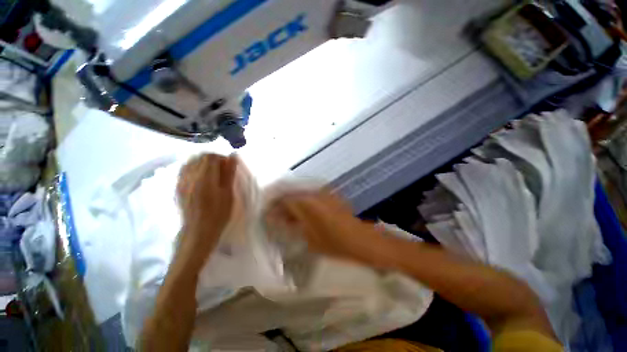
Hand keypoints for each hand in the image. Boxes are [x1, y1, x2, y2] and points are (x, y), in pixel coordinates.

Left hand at [175, 154, 237, 268]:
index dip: (221, 158)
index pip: (210, 156)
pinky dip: (194, 168)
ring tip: (212, 173)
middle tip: (222, 170)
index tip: (229, 166)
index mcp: (204, 178)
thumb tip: (233, 156)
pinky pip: (185, 169)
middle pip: (200, 157)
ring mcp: (181, 181)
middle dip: (213, 159)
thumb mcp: (228, 193)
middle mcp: (190, 176)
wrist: (198, 232)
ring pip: (191, 162)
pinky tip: (201, 178)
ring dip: (203, 163)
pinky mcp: (178, 187)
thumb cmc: (218, 214)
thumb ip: (229, 173)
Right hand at [266, 190, 388, 262]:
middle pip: (291, 193)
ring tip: (287, 216)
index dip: (273, 206)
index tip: (267, 214)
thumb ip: (291, 225)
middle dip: (282, 204)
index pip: (284, 199)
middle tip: (275, 215)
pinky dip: (303, 203)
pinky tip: (301, 213)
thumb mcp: (308, 237)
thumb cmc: (333, 242)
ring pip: (301, 194)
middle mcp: (313, 192)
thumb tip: (278, 219)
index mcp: (306, 202)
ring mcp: (323, 192)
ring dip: (292, 203)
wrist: (360, 239)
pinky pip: (310, 196)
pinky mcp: (329, 195)